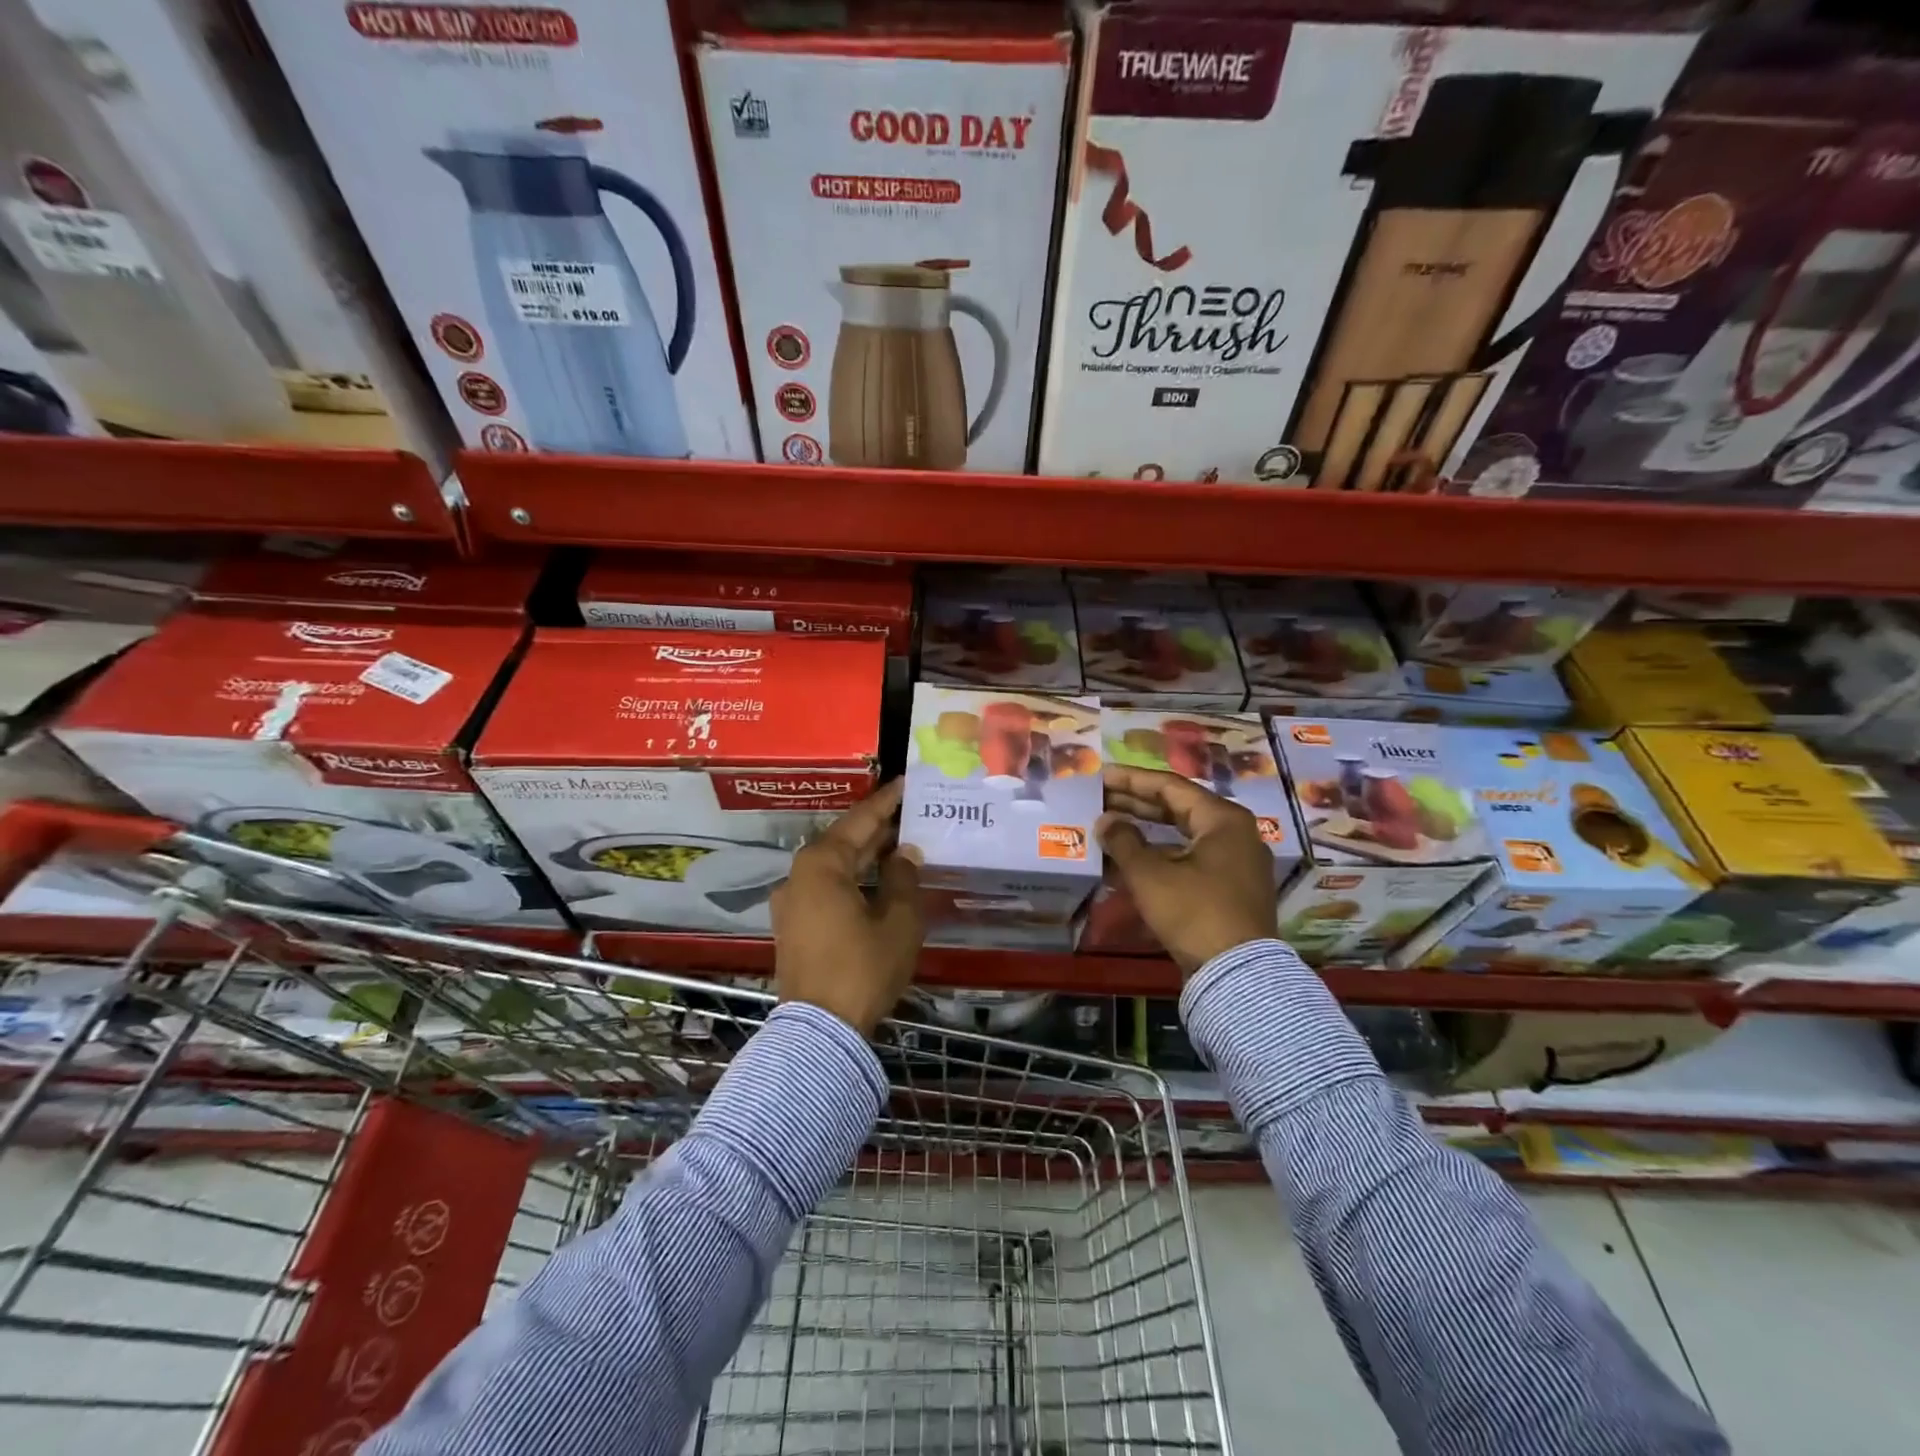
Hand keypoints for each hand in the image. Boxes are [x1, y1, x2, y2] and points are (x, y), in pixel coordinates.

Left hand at [771, 777, 922, 1035]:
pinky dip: (852, 879)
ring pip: (834, 867)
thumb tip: (905, 853)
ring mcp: (792, 902)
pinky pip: (826, 888)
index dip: (886, 802)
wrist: (820, 1030)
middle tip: (910, 812)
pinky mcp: (793, 926)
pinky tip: (877, 881)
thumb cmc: (863, 968)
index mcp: (821, 864)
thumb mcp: (898, 921)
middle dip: (877, 828)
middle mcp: (799, 876)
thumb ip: (903, 879)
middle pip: (843, 841)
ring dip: (865, 856)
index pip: (859, 820)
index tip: (906, 784)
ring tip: (900, 844)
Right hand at [1099, 765, 1278, 975]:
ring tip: (1110, 826)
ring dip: (1146, 830)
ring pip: (1183, 834)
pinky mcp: (1231, 887)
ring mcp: (1236, 861)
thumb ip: (1124, 841)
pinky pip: (1190, 857)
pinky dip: (1160, 855)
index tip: (1101, 776)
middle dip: (1136, 804)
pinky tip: (1131, 859)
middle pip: (1178, 808)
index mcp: (1222, 819)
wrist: (1237, 974)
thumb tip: (1106, 821)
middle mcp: (1235, 832)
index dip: (1131, 780)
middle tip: (1101, 798)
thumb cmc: (1194, 912)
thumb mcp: (1150, 875)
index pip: (1170, 786)